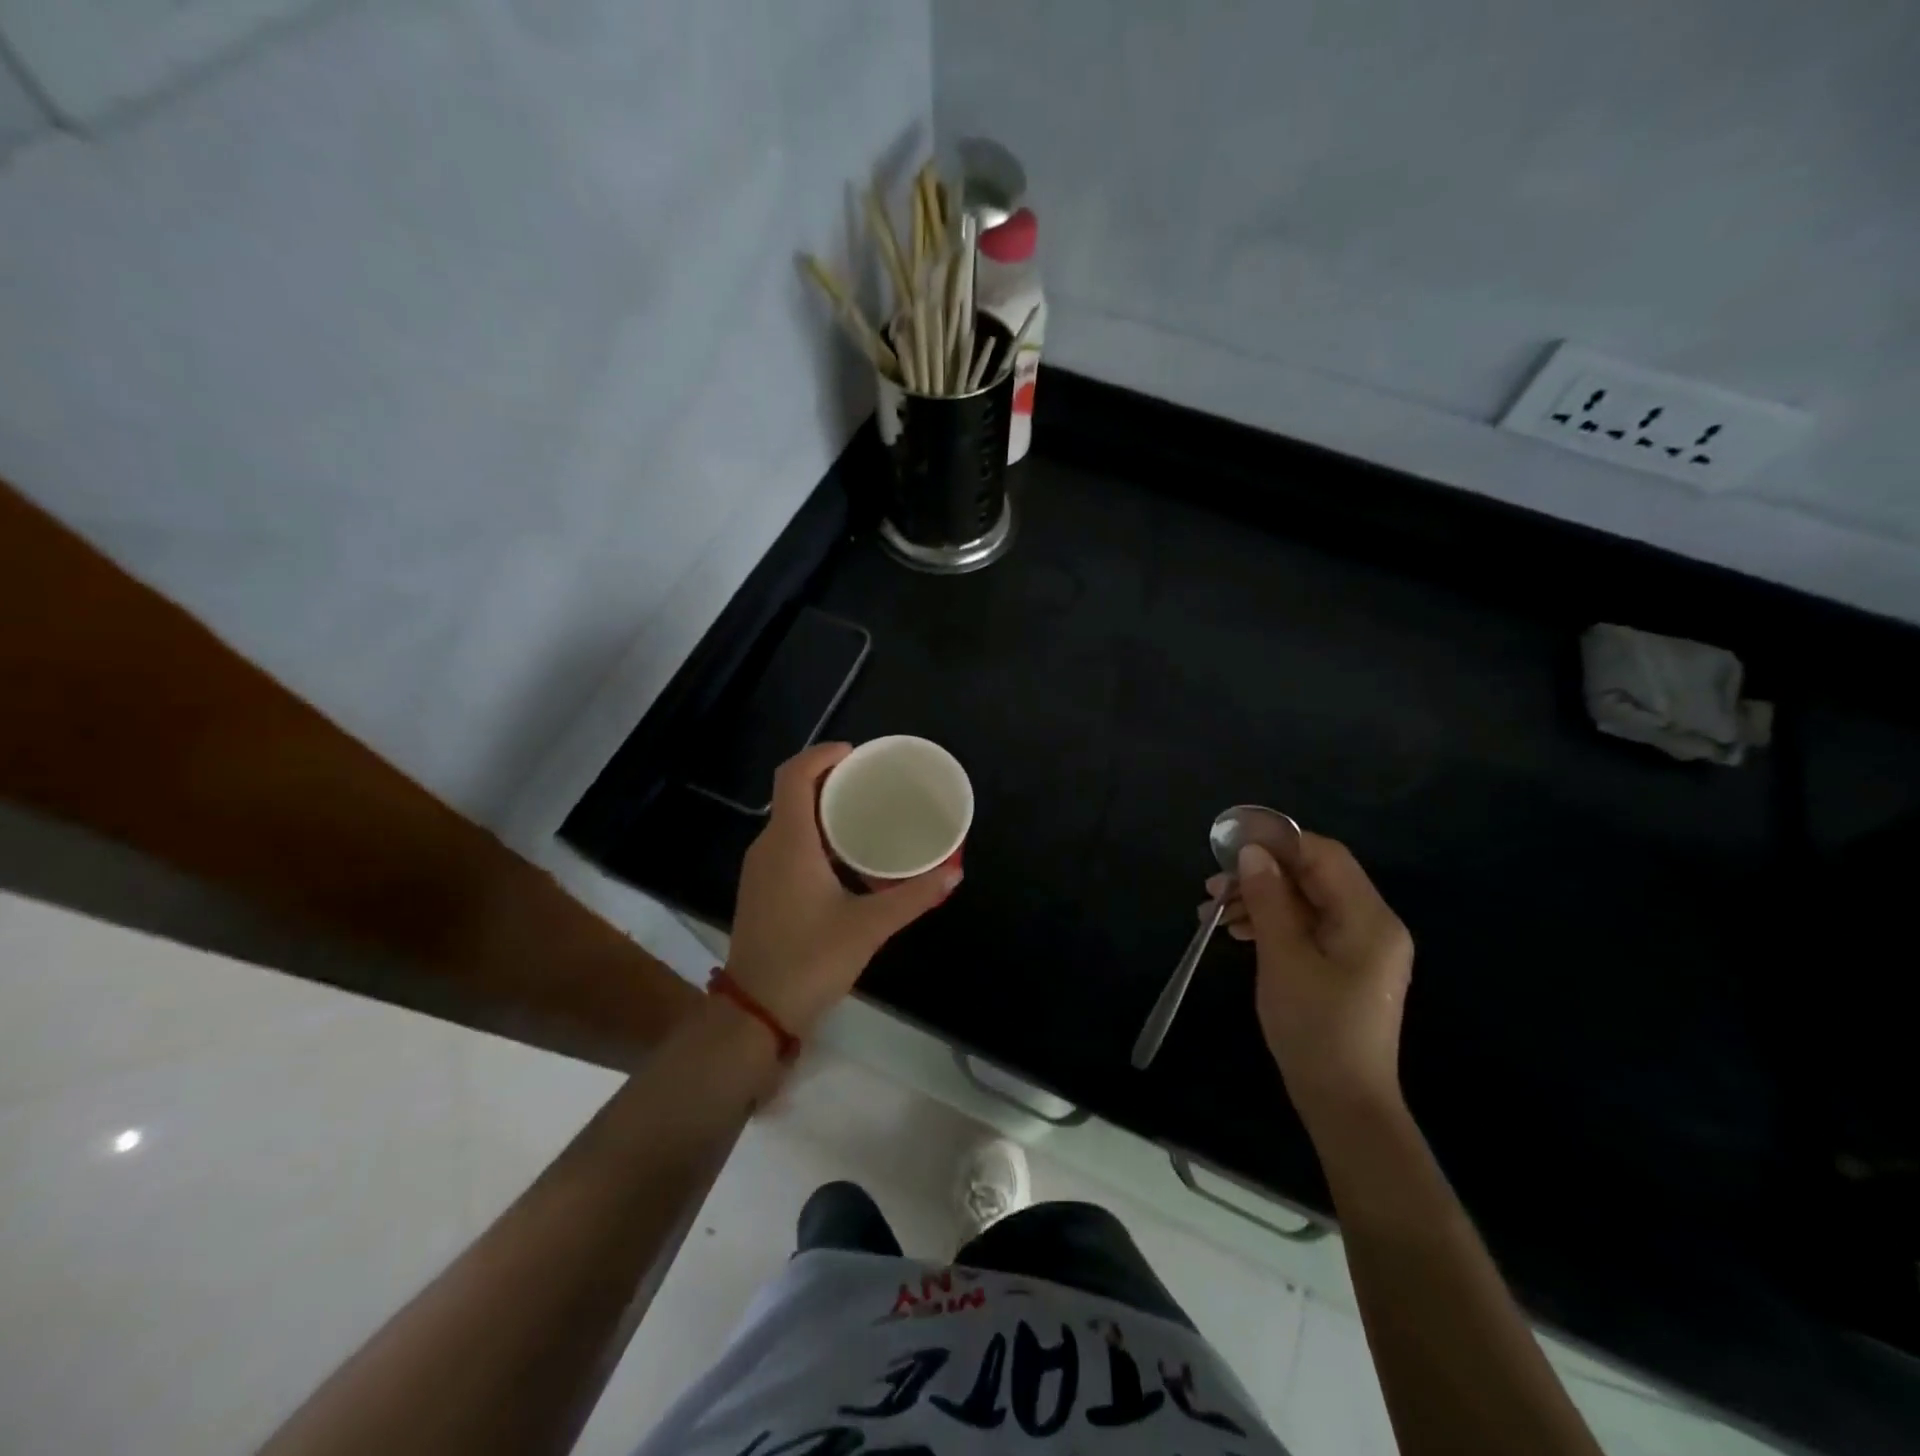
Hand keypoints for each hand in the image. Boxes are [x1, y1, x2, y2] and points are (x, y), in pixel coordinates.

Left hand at [725, 743, 961, 1038]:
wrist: (755, 1013)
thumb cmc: (809, 960)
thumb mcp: (868, 927)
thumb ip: (912, 897)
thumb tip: (954, 873)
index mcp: (789, 842)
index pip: (794, 776)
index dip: (822, 755)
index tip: (857, 754)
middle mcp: (768, 847)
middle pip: (793, 793)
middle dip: (830, 779)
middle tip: (873, 782)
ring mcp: (760, 870)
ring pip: (789, 820)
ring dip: (823, 808)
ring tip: (866, 812)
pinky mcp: (762, 890)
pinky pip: (788, 844)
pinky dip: (815, 834)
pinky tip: (846, 856)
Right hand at [1202, 834, 1412, 1127]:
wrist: (1343, 1103)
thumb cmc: (1315, 1028)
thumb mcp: (1283, 958)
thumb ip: (1269, 900)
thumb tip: (1252, 853)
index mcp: (1369, 918)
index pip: (1325, 855)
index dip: (1278, 842)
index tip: (1231, 844)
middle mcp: (1371, 924)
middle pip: (1313, 877)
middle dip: (1261, 875)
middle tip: (1213, 885)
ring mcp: (1359, 946)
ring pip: (1305, 902)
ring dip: (1260, 899)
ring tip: (1213, 911)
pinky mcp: (1344, 965)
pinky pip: (1306, 927)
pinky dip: (1271, 923)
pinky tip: (1237, 931)